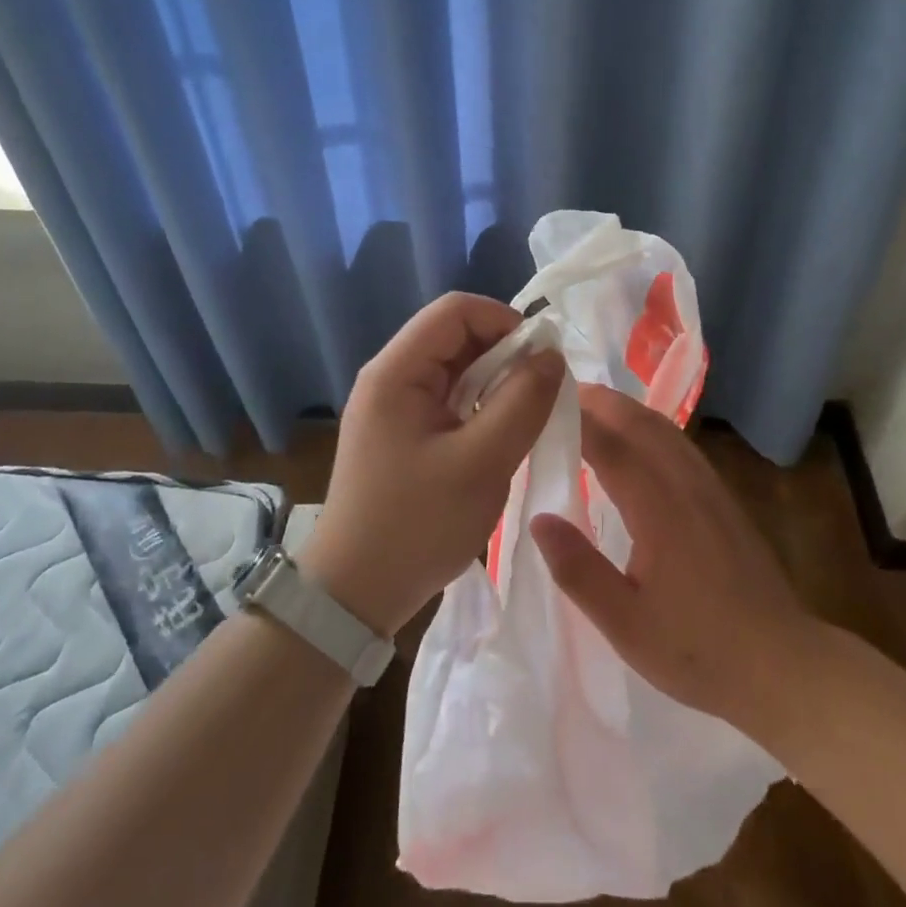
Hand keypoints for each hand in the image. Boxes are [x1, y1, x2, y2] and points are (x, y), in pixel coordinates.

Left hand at [299, 292, 563, 637]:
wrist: (354, 596)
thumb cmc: (416, 525)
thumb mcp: (482, 463)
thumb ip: (523, 402)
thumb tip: (552, 355)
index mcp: (396, 371)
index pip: (455, 310)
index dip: (504, 320)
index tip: (541, 359)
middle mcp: (391, 377)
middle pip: (456, 336)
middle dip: (505, 354)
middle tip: (541, 393)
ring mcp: (394, 406)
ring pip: (457, 369)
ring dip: (497, 383)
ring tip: (527, 416)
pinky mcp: (403, 433)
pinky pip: (450, 400)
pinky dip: (482, 407)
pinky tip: (501, 436)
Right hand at [530, 384, 811, 729]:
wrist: (782, 663)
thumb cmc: (697, 649)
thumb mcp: (625, 624)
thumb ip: (579, 570)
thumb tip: (540, 519)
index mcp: (658, 508)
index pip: (610, 445)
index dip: (576, 419)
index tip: (543, 404)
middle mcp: (685, 484)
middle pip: (640, 422)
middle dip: (601, 402)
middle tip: (561, 396)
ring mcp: (709, 487)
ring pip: (664, 428)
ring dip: (626, 409)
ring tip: (592, 408)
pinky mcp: (723, 497)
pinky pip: (680, 443)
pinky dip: (650, 426)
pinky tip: (638, 442)